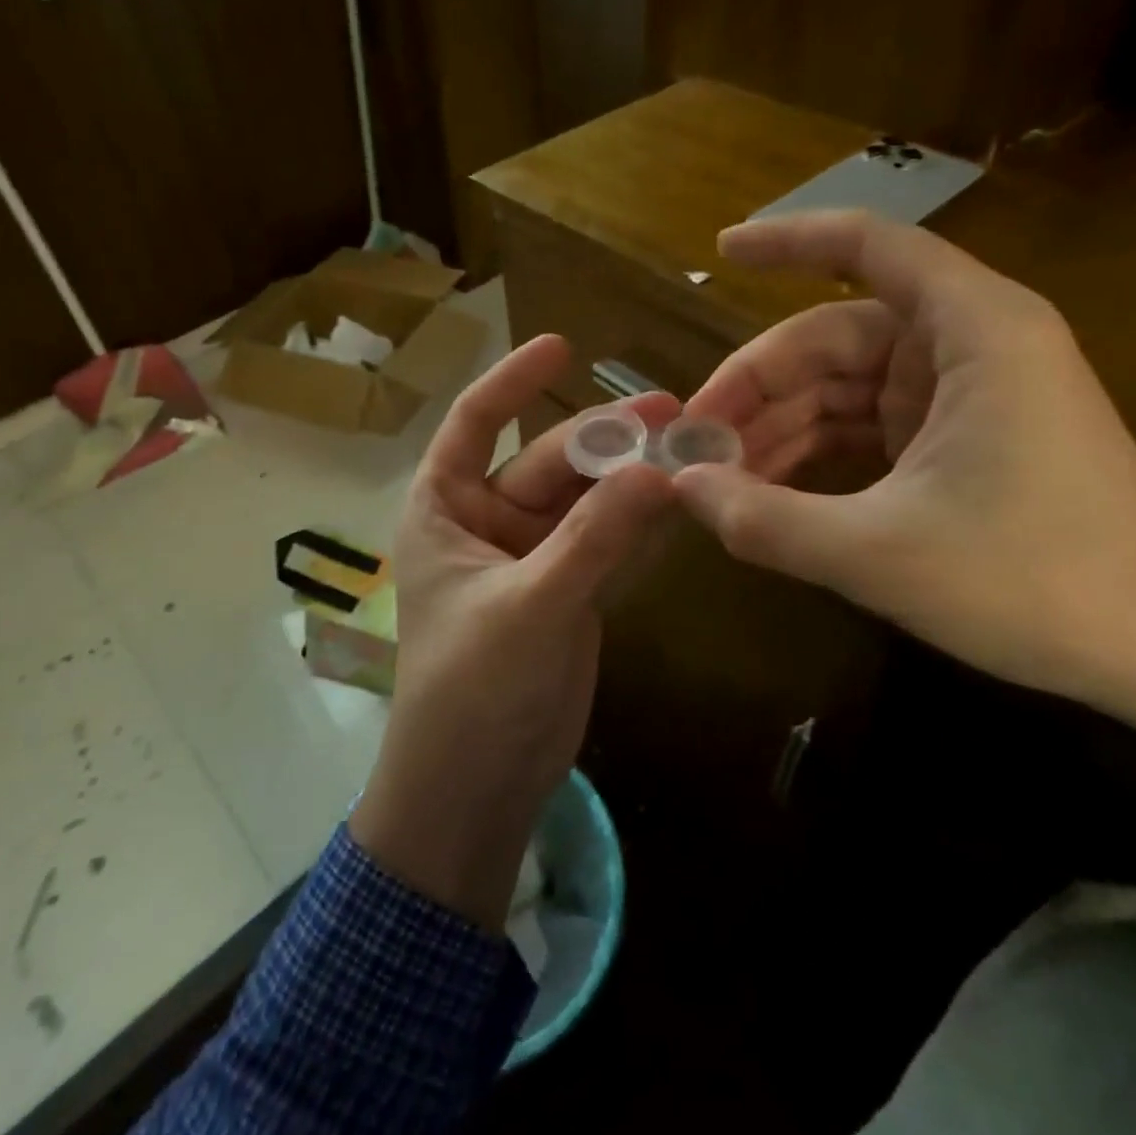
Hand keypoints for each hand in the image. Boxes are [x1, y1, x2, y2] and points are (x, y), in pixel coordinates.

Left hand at [350, 336, 676, 929]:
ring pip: (585, 500)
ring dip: (630, 476)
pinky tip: (681, 497)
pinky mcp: (568, 592)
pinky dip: (639, 521)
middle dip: (604, 437)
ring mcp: (532, 558)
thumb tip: (658, 470)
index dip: (513, 381)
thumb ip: (594, 537)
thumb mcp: (531, 605)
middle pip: (548, 461)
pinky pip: (606, 540)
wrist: (477, 789)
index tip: (563, 345)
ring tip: (690, 445)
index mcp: (444, 510)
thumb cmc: (473, 690)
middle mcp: (485, 523)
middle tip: (672, 409)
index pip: (473, 423)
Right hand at [676, 210, 1135, 705]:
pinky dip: (814, 453)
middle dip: (757, 385)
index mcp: (972, 332)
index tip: (718, 252)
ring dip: (778, 427)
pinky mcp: (958, 439)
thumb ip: (765, 519)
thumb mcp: (878, 554)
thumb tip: (680, 487)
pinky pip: (865, 427)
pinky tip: (766, 491)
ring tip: (715, 478)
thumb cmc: (1036, 584)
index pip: (867, 246)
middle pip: (833, 336)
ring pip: (843, 387)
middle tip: (690, 440)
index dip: (787, 240)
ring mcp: (963, 394)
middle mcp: (968, 344)